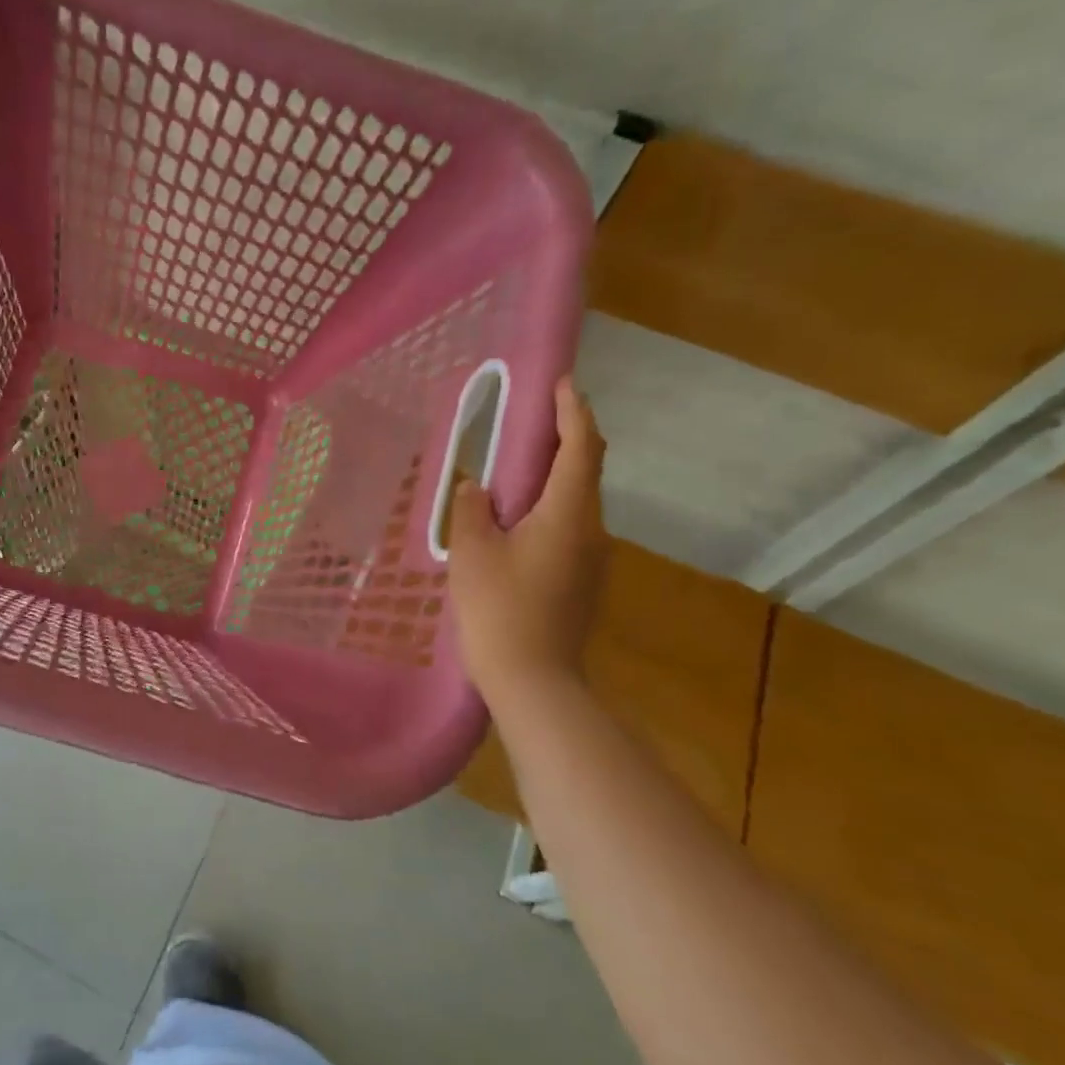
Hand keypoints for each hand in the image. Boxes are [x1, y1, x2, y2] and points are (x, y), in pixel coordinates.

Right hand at [448, 376, 608, 697]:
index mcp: (568, 514)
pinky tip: (517, 521)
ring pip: (576, 503)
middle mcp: (592, 530)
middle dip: (565, 439)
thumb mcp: (473, 552)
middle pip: (585, 472)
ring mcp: (592, 560)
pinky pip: (568, 529)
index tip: (564, 384)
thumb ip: (472, 509)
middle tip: (533, 420)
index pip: (580, 448)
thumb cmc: (500, 608)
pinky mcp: (583, 582)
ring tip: (516, 468)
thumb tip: (477, 487)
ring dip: (553, 477)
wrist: (534, 680)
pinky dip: (548, 508)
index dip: (573, 412)